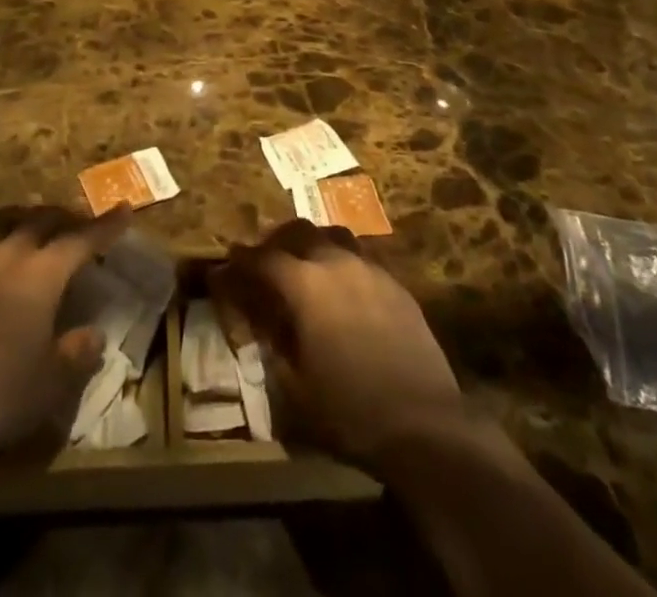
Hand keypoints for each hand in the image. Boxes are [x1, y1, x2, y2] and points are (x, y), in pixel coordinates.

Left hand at [0, 205, 130, 465]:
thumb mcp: (52, 381)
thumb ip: (78, 353)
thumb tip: (94, 335)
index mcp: (44, 271)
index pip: (83, 238)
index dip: (106, 226)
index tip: (124, 210)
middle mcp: (11, 250)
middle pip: (44, 219)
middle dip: (66, 217)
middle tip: (78, 221)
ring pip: (7, 219)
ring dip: (28, 217)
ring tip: (35, 223)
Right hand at [214, 220, 466, 464]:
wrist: (425, 425)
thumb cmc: (349, 413)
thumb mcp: (293, 390)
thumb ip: (272, 347)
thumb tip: (261, 324)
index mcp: (304, 285)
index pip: (263, 258)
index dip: (242, 259)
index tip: (230, 261)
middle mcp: (335, 263)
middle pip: (299, 231)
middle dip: (277, 241)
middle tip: (268, 260)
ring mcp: (371, 269)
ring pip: (334, 237)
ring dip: (314, 245)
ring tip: (308, 267)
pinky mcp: (397, 285)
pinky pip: (362, 259)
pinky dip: (344, 264)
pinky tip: (346, 291)